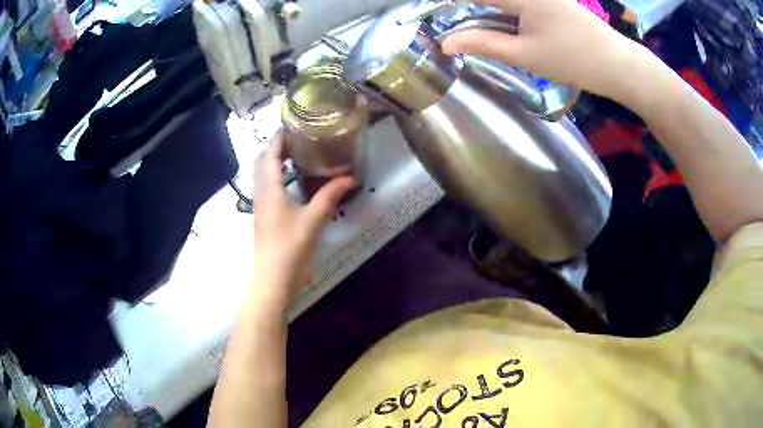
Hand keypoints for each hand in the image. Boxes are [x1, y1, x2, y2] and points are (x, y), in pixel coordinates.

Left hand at [252, 132, 353, 304]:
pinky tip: (291, 183)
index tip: (290, 125)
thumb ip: (329, 195)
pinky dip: (275, 178)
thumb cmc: (291, 246)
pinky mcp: (263, 217)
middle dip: (273, 148)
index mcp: (270, 190)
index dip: (278, 139)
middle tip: (294, 140)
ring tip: (294, 156)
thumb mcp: (313, 219)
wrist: (273, 277)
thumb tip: (349, 178)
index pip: (269, 155)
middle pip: (261, 163)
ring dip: (273, 163)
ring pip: (262, 176)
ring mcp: (259, 207)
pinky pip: (266, 189)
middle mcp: (260, 194)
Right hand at [441, 0, 640, 98]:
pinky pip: (517, 2)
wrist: (618, 64)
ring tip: (472, 27)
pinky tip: (499, 22)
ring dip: (485, 10)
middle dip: (468, 8)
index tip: (430, 13)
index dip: (448, 3)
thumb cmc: (574, 60)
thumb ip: (483, 43)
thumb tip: (446, 42)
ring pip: (503, 1)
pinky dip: (503, 9)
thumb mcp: (525, 54)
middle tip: (453, 22)